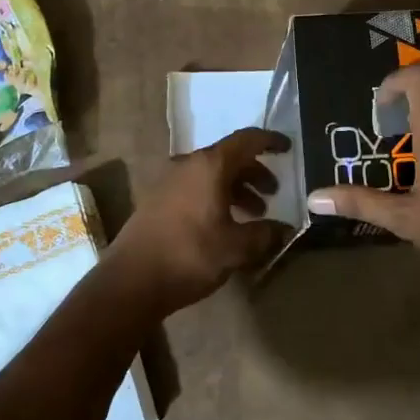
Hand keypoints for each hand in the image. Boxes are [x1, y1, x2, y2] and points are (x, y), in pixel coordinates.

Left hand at [108, 128, 293, 315]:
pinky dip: (216, 197)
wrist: (131, 280)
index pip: (246, 139)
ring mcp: (169, 181)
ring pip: (211, 174)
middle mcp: (188, 164)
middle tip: (273, 193)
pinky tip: (225, 224)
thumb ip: (265, 234)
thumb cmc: (189, 255)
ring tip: (254, 213)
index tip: (288, 148)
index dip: (270, 141)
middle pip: (229, 157)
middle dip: (254, 172)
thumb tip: (286, 229)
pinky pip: (196, 187)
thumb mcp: (236, 248)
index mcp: (209, 165)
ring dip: (236, 188)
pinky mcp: (157, 200)